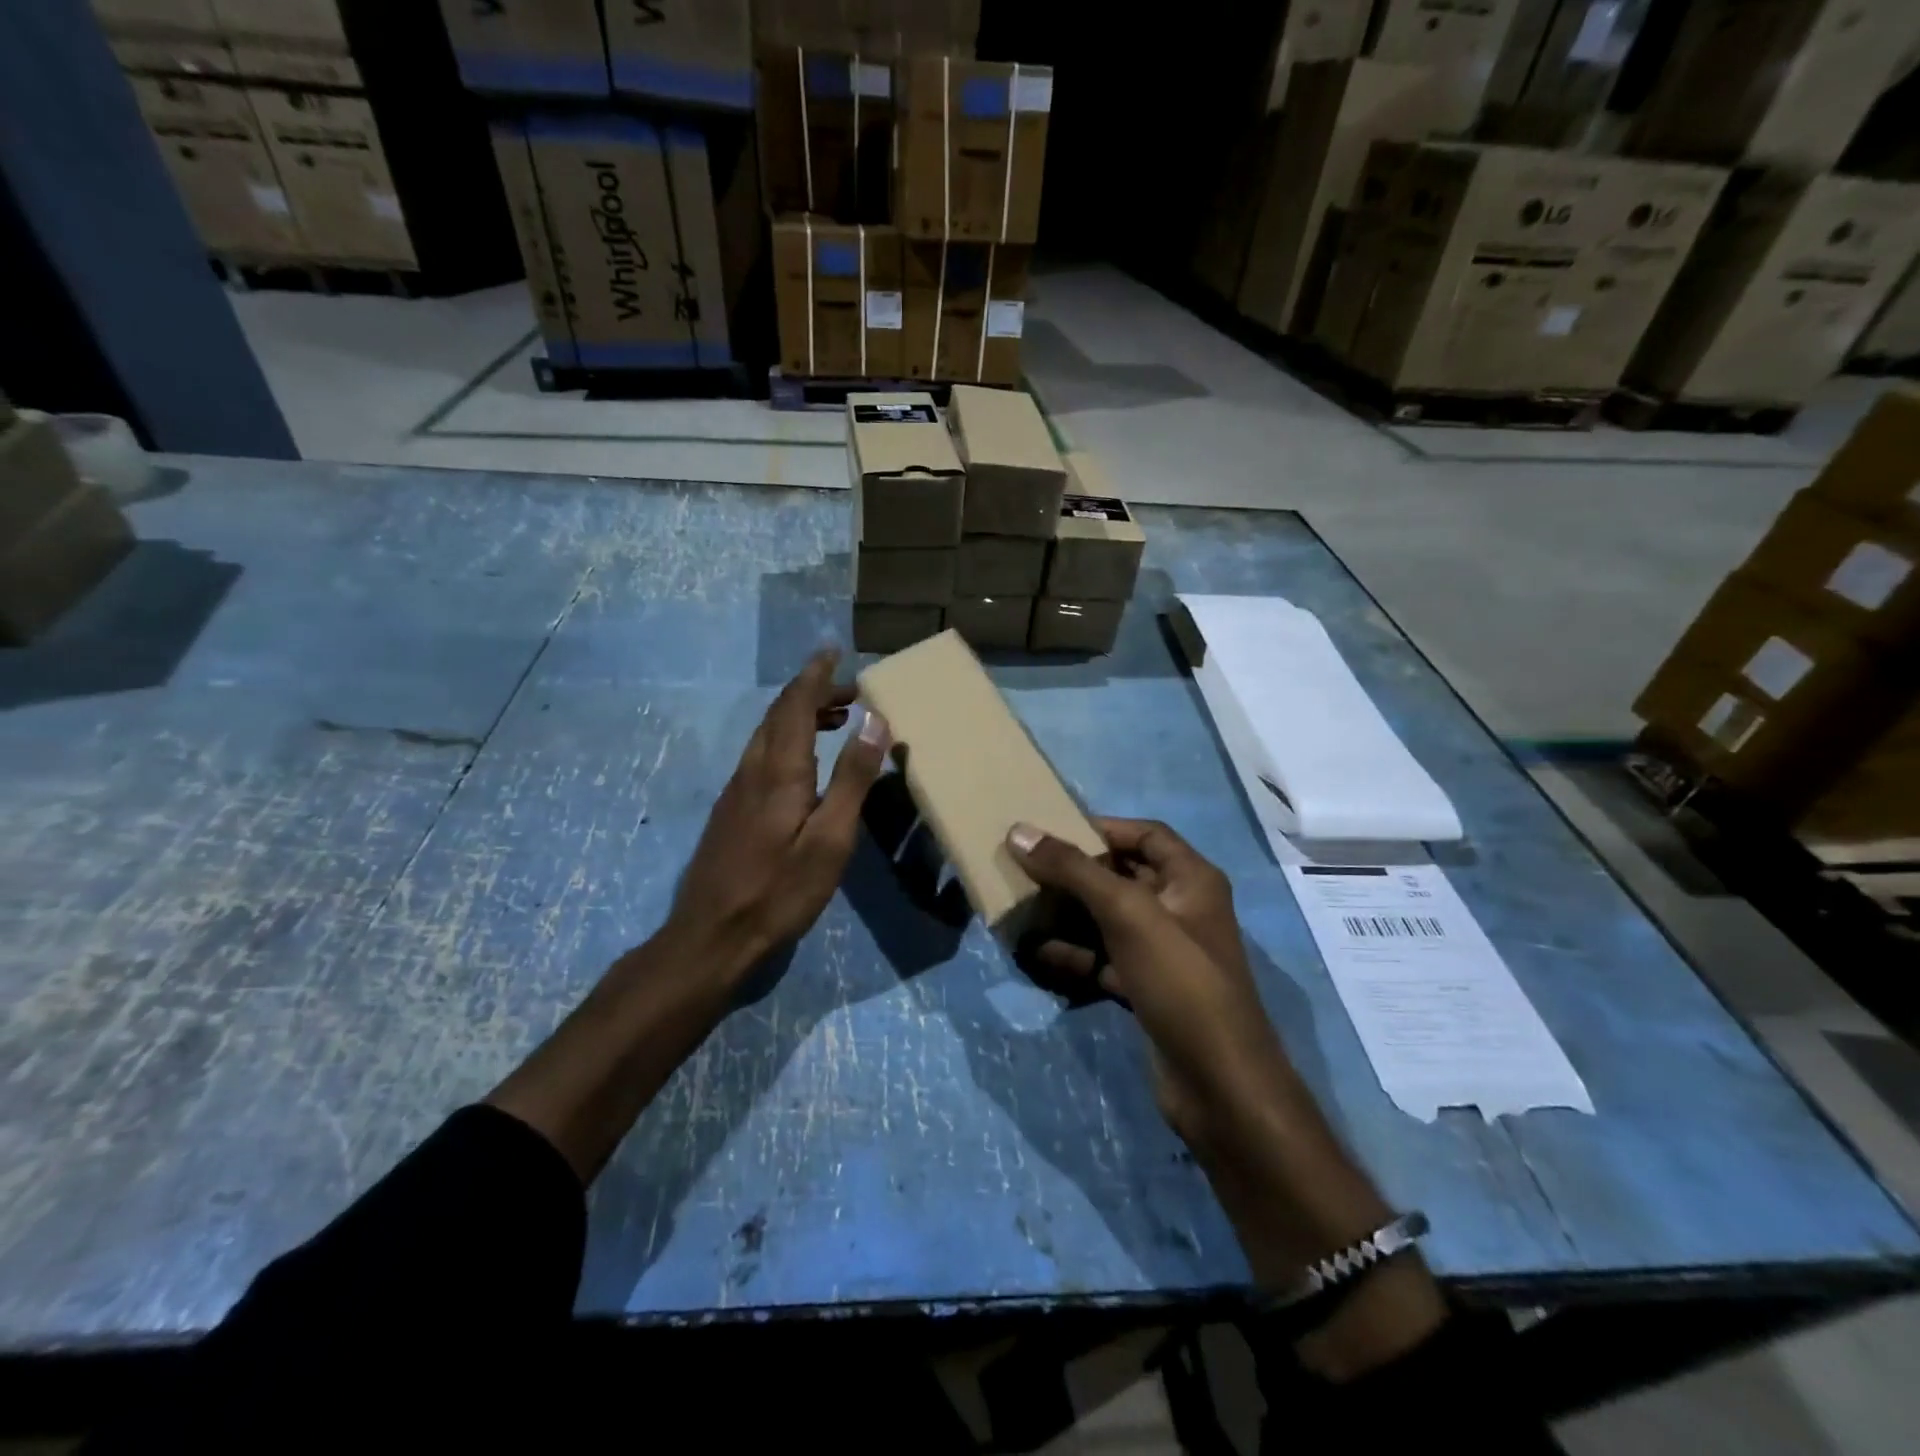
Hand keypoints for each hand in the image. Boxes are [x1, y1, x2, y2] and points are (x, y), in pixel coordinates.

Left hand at [667, 651, 889, 980]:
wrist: (712, 936)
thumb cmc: (780, 889)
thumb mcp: (831, 838)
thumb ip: (852, 778)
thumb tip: (874, 720)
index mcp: (779, 770)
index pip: (796, 704)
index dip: (816, 675)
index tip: (834, 651)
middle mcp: (753, 769)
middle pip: (779, 713)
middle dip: (813, 692)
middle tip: (851, 690)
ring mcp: (737, 790)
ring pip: (768, 734)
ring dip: (800, 715)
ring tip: (837, 719)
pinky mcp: (732, 810)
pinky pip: (762, 755)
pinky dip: (788, 739)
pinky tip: (805, 762)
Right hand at [1009, 821, 1445, 1379]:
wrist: (1218, 1085)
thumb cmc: (1181, 982)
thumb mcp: (1127, 914)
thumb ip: (1074, 870)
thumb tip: (1020, 831)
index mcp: (1192, 880)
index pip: (1146, 834)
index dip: (1102, 828)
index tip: (1053, 831)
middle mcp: (1182, 910)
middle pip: (1123, 876)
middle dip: (1077, 873)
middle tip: (1027, 868)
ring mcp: (1165, 954)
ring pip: (1110, 920)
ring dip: (1069, 915)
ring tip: (1022, 908)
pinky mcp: (1149, 990)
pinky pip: (1105, 960)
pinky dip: (1075, 955)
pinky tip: (1037, 954)